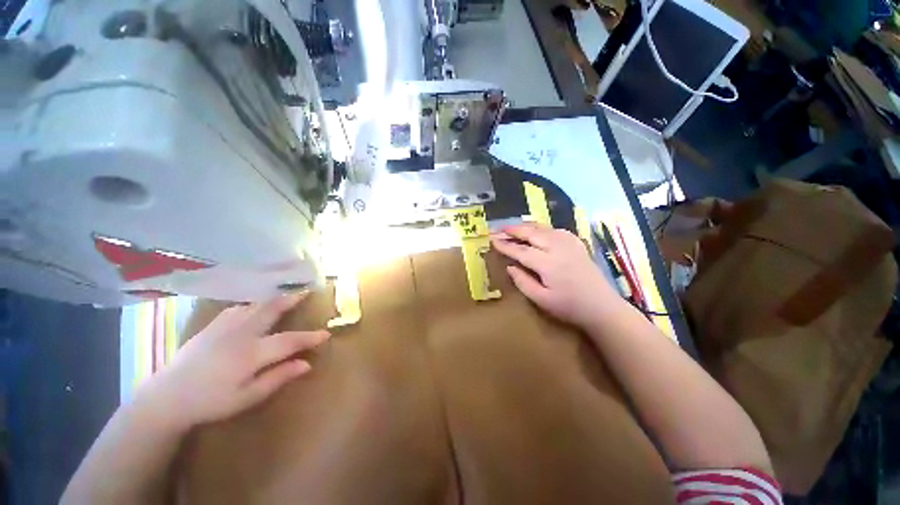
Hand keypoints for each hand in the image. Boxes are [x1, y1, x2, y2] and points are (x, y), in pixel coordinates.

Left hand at [140, 293, 328, 429]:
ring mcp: (224, 327)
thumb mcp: (247, 398)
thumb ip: (278, 378)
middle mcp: (241, 334)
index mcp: (251, 353)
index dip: (309, 337)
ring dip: (272, 300)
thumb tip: (306, 364)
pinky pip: (237, 309)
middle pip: (271, 310)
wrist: (167, 397)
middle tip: (306, 292)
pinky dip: (251, 305)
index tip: (325, 334)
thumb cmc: (210, 402)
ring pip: (254, 306)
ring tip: (284, 296)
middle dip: (291, 300)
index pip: (289, 341)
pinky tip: (253, 308)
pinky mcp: (211, 326)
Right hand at [491, 222, 618, 327]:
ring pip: (542, 228)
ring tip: (512, 228)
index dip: (505, 245)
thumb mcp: (541, 300)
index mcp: (548, 264)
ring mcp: (569, 243)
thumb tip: (509, 266)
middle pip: (531, 233)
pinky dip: (540, 228)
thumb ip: (523, 282)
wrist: (602, 306)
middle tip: (497, 229)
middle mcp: (558, 248)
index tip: (492, 240)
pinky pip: (554, 229)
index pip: (521, 250)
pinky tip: (535, 231)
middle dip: (512, 230)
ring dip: (525, 226)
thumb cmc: (569, 307)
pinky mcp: (576, 243)